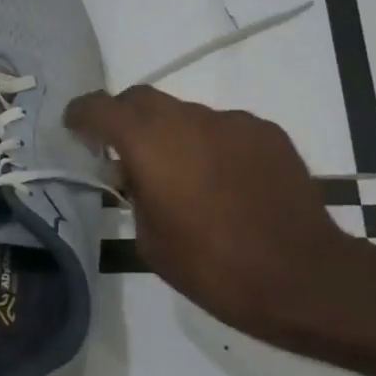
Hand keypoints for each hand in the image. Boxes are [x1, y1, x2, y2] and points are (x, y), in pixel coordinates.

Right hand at [65, 86, 358, 334]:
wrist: (300, 276)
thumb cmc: (212, 267)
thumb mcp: (150, 240)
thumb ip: (135, 195)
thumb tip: (138, 175)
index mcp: (150, 144)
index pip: (102, 108)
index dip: (82, 113)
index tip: (74, 126)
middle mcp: (189, 120)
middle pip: (142, 98)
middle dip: (124, 116)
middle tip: (122, 150)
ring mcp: (232, 123)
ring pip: (186, 114)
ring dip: (171, 135)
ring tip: (183, 176)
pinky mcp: (267, 133)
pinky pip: (224, 129)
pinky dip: (211, 145)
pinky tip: (225, 182)